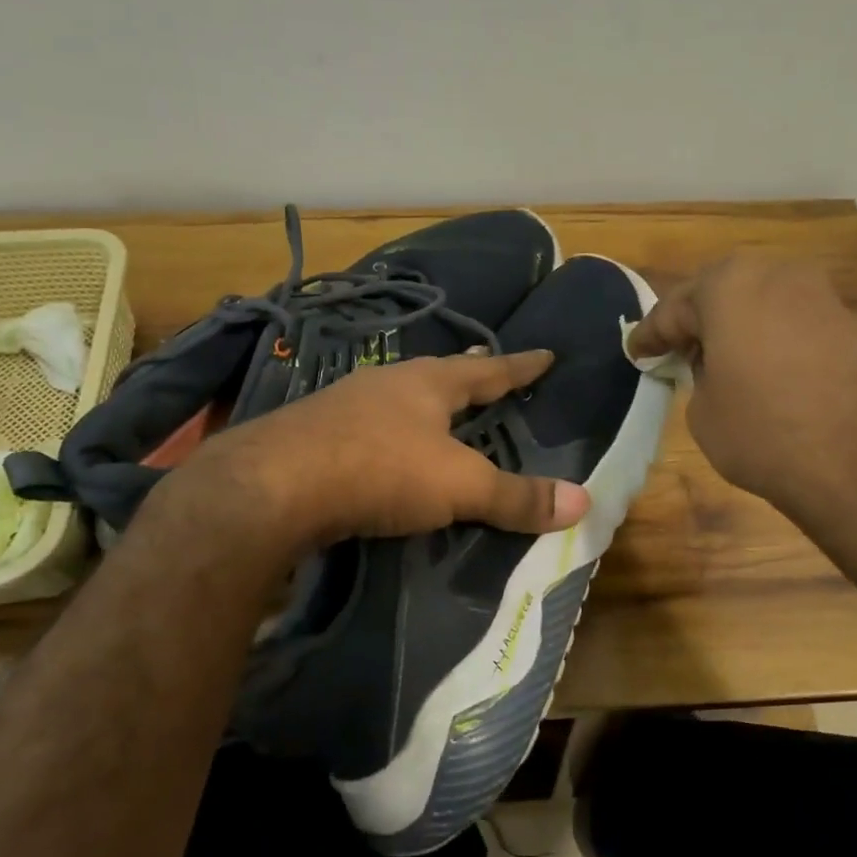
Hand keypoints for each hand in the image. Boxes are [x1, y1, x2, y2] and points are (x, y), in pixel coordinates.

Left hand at [160, 351, 591, 551]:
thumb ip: (516, 496)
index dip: (519, 366)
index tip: (544, 354)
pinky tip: (380, 448)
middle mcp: (387, 383)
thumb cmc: (380, 469)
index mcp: (429, 383)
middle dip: (465, 376)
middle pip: (438, 375)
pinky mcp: (311, 434)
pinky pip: (365, 427)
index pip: (488, 369)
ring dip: (421, 404)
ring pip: (396, 398)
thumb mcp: (459, 485)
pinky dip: (386, 434)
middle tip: (486, 371)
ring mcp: (343, 404)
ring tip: (436, 411)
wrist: (272, 485)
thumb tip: (585, 502)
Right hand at [627, 258, 856, 521]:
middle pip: (719, 293)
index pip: (673, 310)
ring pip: (758, 303)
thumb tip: (716, 368)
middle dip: (694, 320)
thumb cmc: (763, 429)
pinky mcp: (847, 322)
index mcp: (727, 285)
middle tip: (674, 349)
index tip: (635, 352)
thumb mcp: (703, 411)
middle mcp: (774, 273)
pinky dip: (768, 338)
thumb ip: (699, 377)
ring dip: (734, 327)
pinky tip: (759, 367)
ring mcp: (817, 294)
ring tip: (716, 359)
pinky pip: (789, 321)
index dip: (650, 336)